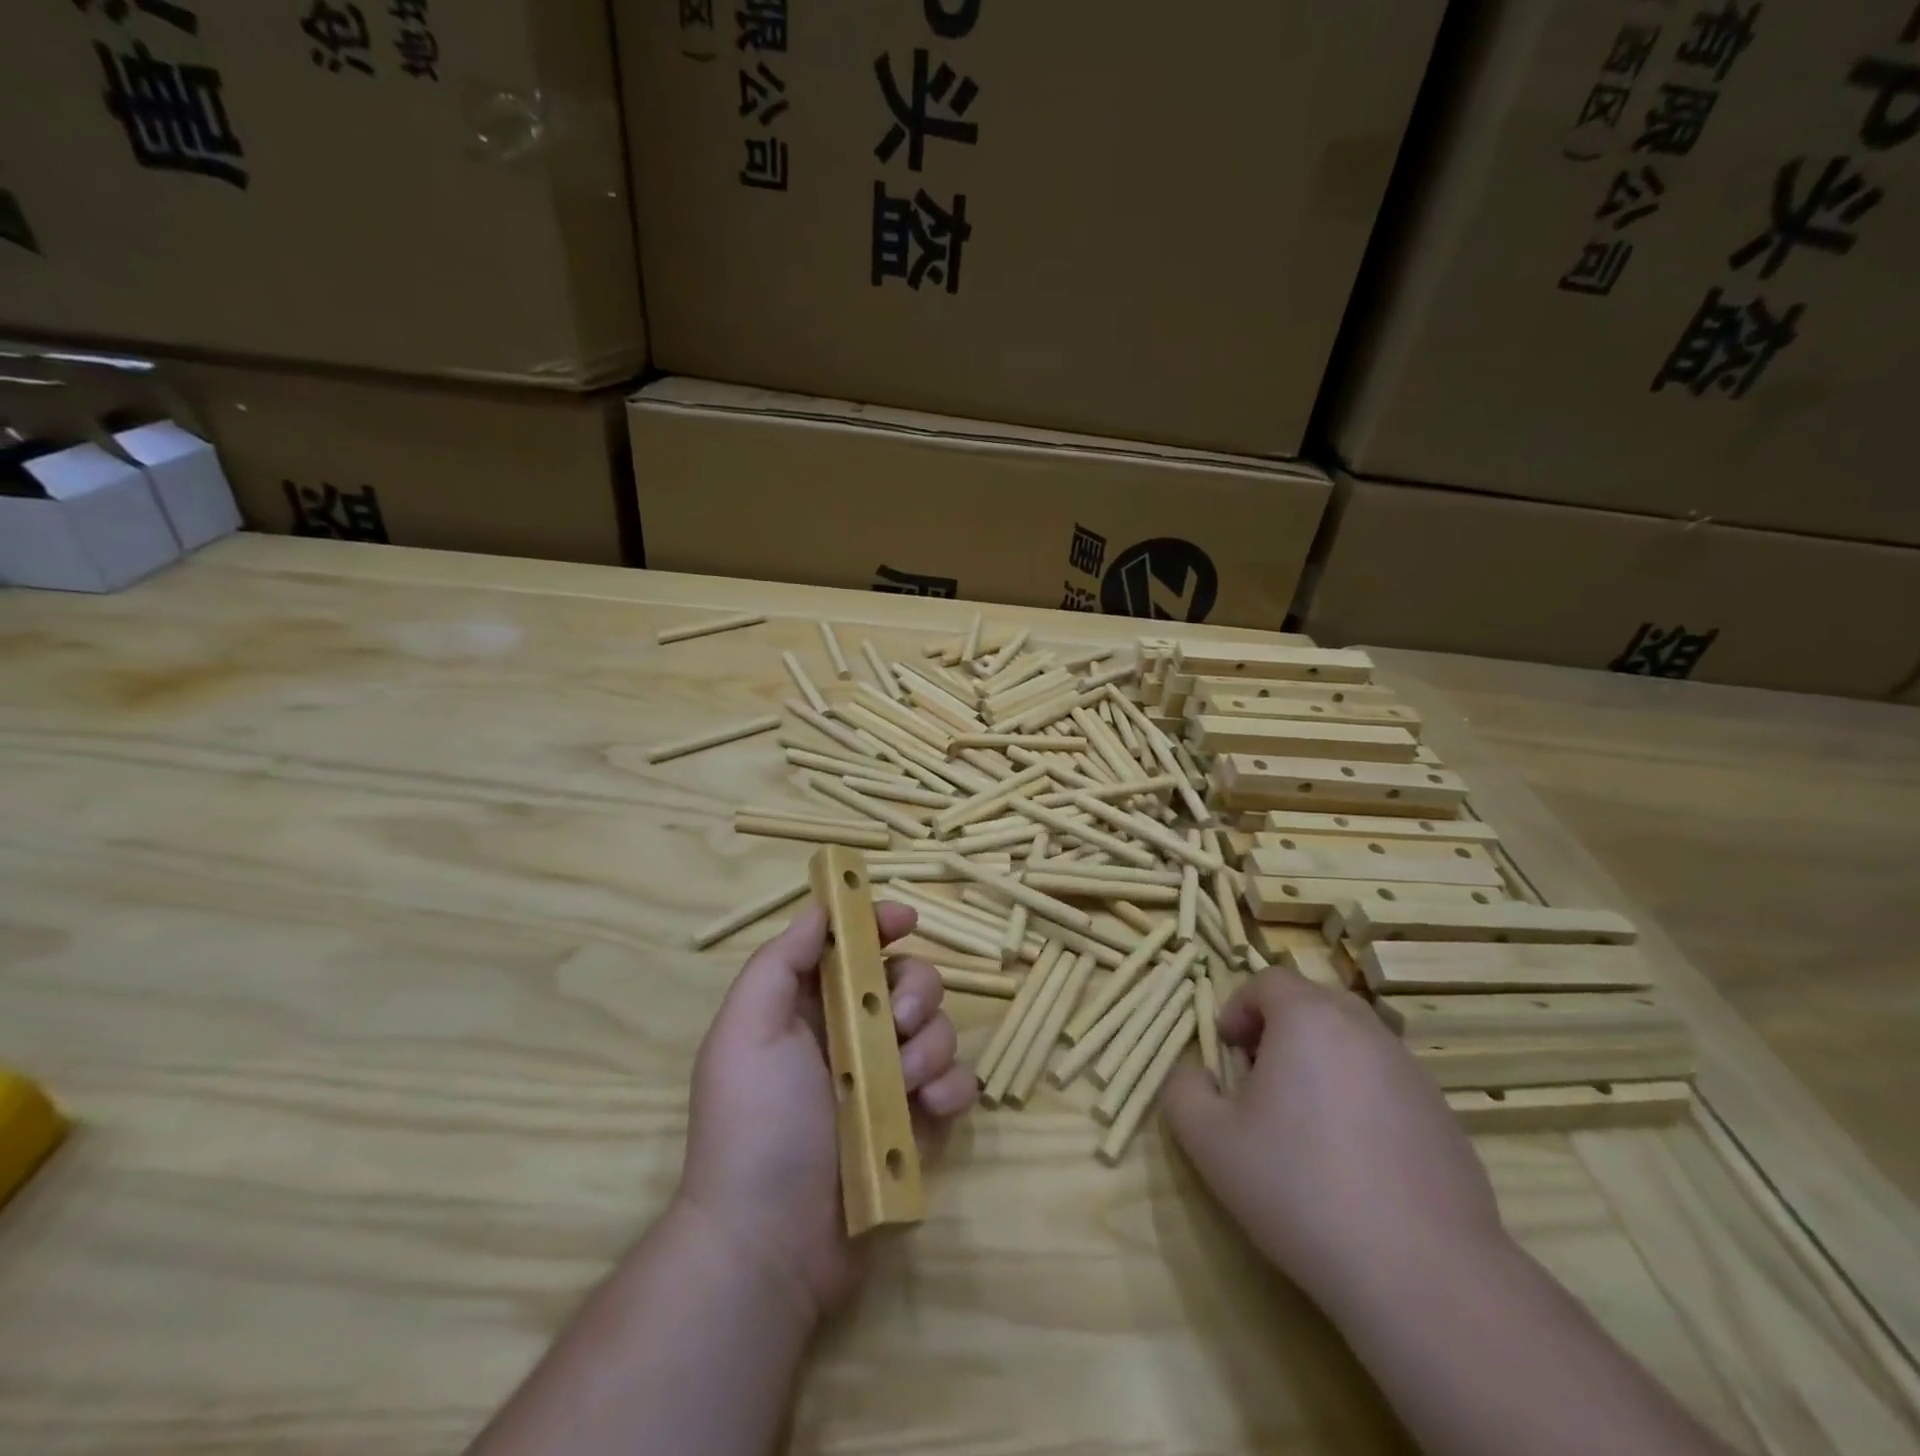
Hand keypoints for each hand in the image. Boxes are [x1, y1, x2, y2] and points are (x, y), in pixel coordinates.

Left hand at [674, 901, 976, 1324]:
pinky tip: (931, 1109)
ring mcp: (888, 1082)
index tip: (905, 921)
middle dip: (916, 990)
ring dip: (931, 1045)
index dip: (880, 924)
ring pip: (939, 1029)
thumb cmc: (754, 1125)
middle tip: (897, 1021)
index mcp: (809, 1008)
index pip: (854, 947)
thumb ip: (781, 962)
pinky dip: (953, 1088)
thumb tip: (822, 908)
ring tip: (906, 1084)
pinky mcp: (917, 1125)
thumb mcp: (747, 1031)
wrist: (770, 1247)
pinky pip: (956, 1085)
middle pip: (908, 981)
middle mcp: (852, 1036)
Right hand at [1161, 965, 1508, 1314]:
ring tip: (1306, 1124)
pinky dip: (1361, 1101)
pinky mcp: (1444, 1118)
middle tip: (1261, 1082)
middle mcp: (1364, 1031)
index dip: (1239, 1008)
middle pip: (1313, 1005)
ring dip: (1321, 1064)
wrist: (1423, 1273)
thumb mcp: (1210, 1142)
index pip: (1268, 981)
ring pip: (1353, 1044)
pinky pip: (1387, 1086)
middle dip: (1279, 1031)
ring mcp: (1412, 1073)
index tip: (1228, 1053)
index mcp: (1308, 1019)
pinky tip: (1353, 1163)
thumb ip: (1184, 1091)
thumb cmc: (1300, 1188)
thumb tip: (1196, 1074)